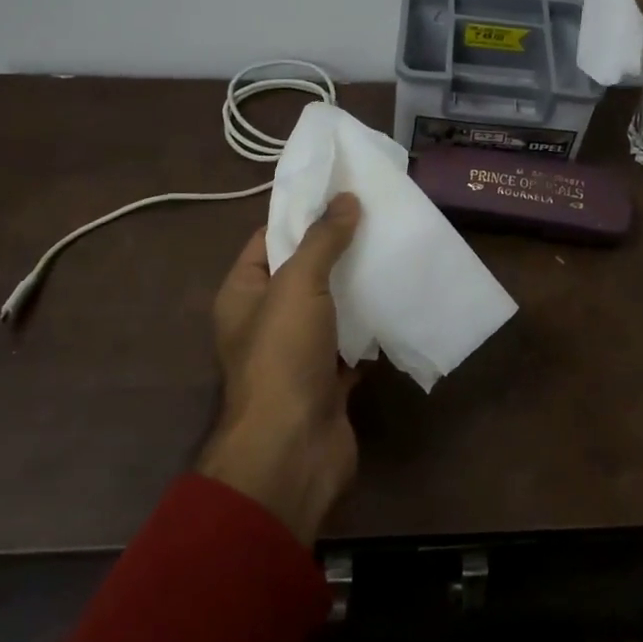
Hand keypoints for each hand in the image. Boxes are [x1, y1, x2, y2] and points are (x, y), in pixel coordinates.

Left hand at [198, 195, 362, 544]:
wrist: (293, 449)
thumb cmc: (284, 356)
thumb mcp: (298, 285)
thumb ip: (322, 240)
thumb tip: (345, 198)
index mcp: (243, 293)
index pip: (268, 239)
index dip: (300, 214)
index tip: (339, 192)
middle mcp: (266, 319)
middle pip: (303, 271)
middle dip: (337, 247)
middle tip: (376, 217)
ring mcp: (297, 351)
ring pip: (330, 306)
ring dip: (357, 285)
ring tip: (393, 249)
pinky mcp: (327, 378)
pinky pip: (351, 341)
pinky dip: (371, 325)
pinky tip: (399, 299)